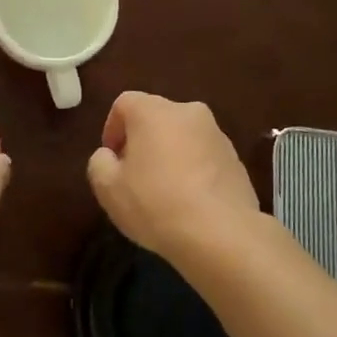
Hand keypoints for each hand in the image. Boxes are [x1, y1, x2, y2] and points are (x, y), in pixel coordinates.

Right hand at [86, 92, 261, 257]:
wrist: (221, 233)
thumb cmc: (156, 204)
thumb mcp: (108, 189)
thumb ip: (100, 163)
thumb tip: (109, 155)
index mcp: (154, 111)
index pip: (124, 104)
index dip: (112, 129)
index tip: (112, 160)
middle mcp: (188, 112)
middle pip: (156, 117)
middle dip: (143, 141)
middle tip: (135, 176)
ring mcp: (217, 134)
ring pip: (183, 136)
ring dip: (171, 154)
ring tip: (165, 192)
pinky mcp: (236, 158)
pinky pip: (205, 156)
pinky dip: (194, 169)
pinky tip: (191, 201)